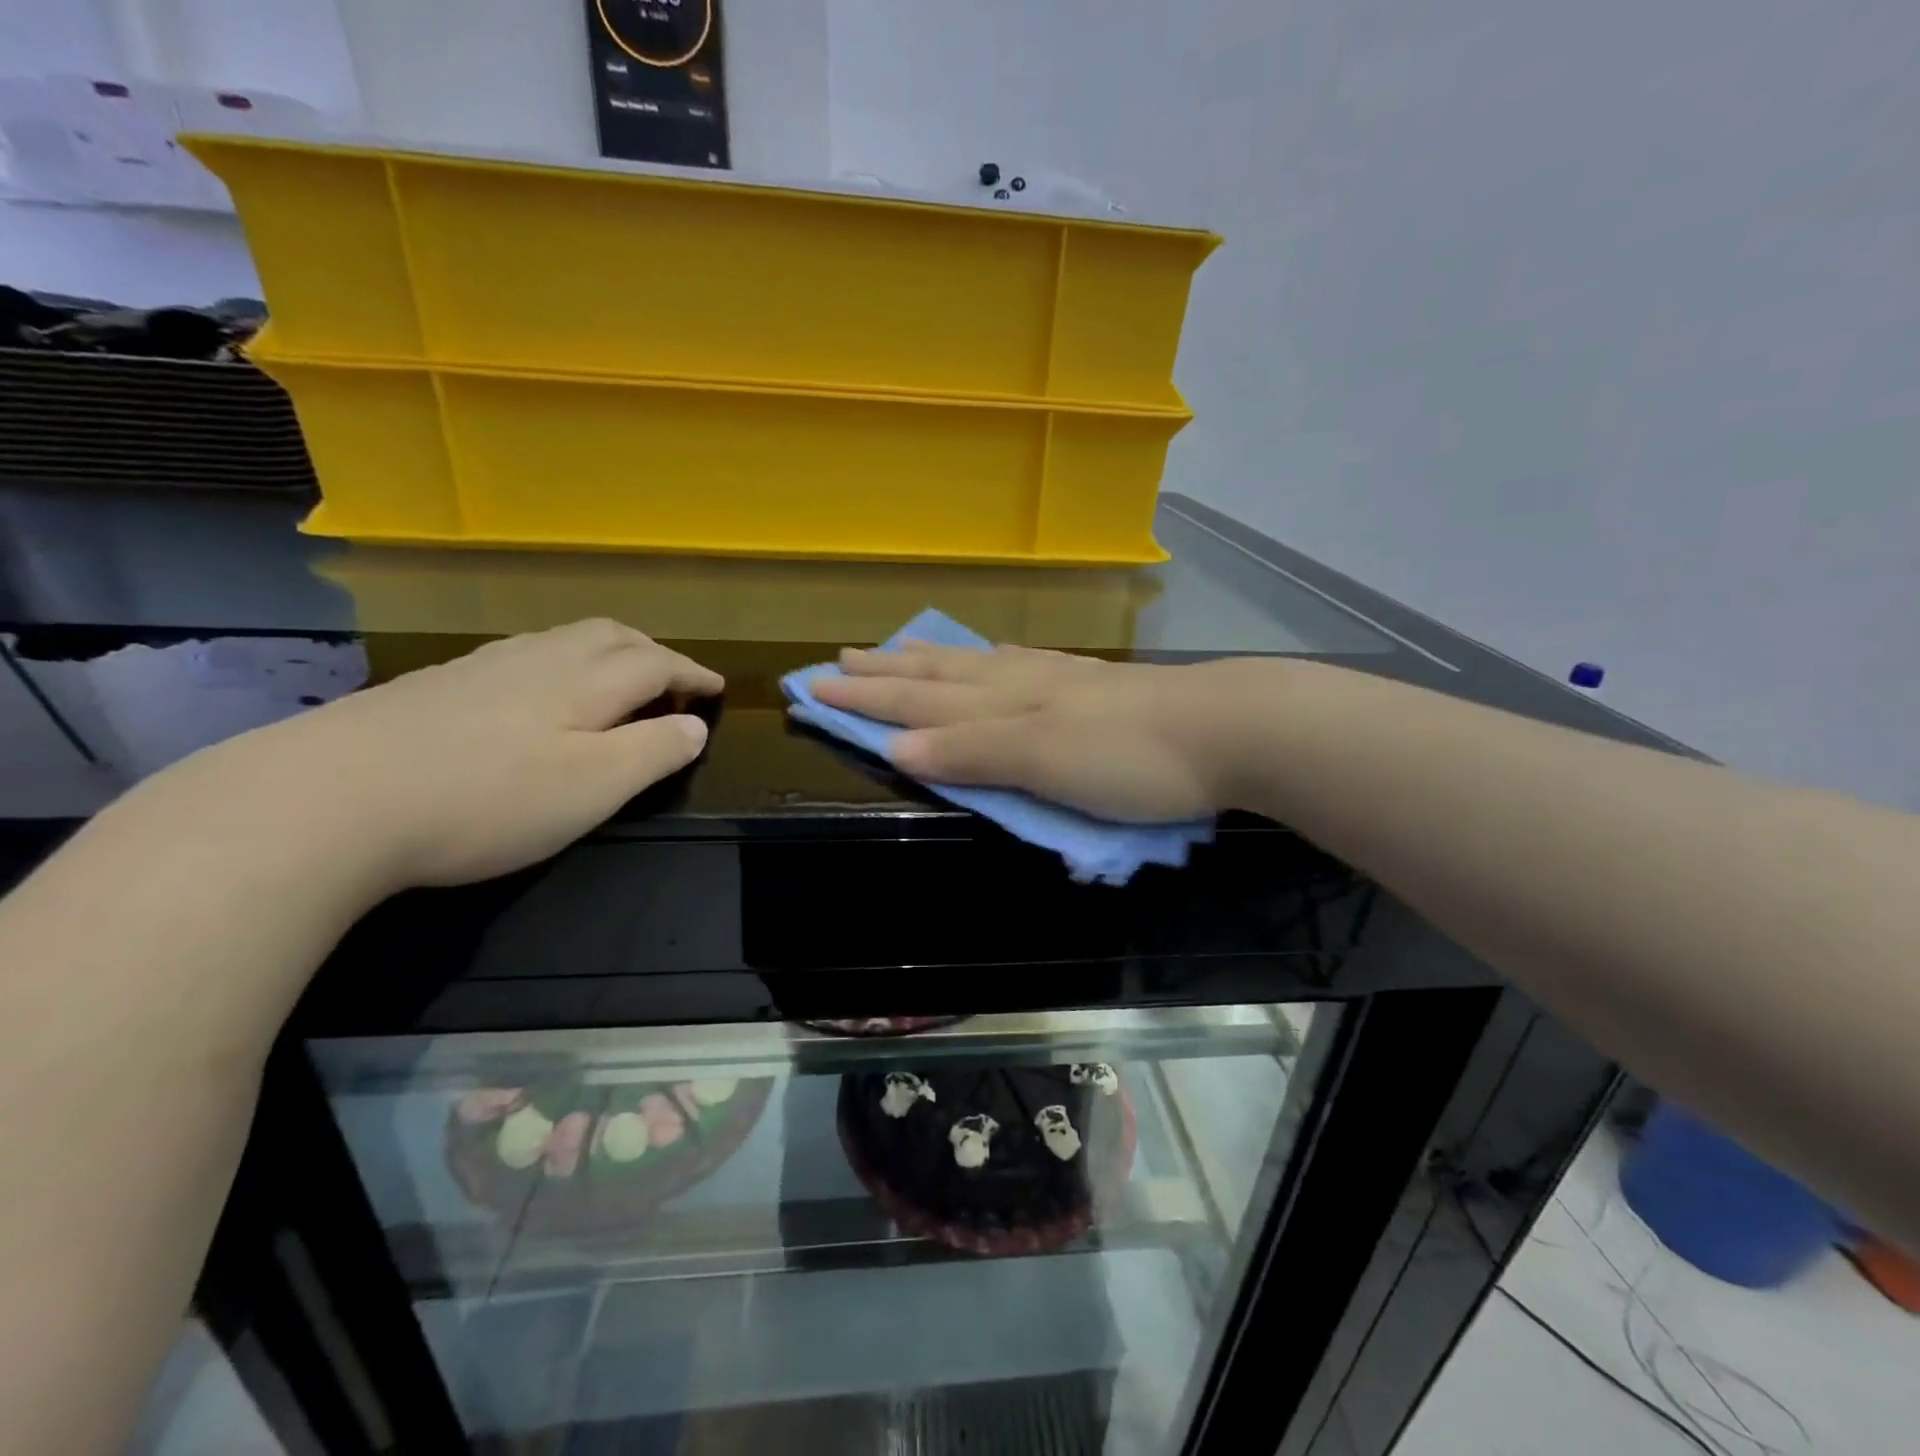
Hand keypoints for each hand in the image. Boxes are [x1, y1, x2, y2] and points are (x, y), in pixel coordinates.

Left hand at [151, 619, 722, 893]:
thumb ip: (653, 752)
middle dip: (652, 651)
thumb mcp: (592, 788)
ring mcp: (479, 668)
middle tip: (672, 680)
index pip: (656, 663)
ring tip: (615, 680)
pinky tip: (537, 694)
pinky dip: (557, 663)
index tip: (717, 689)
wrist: (324, 801)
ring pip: (561, 639)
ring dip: (605, 651)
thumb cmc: (484, 800)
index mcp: (583, 683)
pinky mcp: (435, 685)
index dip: (693, 674)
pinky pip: (520, 655)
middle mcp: (537, 660)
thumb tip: (695, 726)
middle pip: (609, 635)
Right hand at [810, 642, 1261, 821]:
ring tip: (895, 650)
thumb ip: (973, 753)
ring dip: (927, 661)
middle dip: (884, 673)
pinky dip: (984, 660)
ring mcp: (1055, 679)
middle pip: (937, 677)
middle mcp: (1018, 683)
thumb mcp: (1043, 762)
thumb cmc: (1130, 758)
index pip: (917, 702)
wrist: (1224, 728)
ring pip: (973, 665)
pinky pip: (1016, 664)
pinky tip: (989, 656)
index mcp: (1002, 704)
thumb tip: (896, 749)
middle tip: (837, 660)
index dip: (866, 700)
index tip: (814, 690)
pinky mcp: (1088, 683)